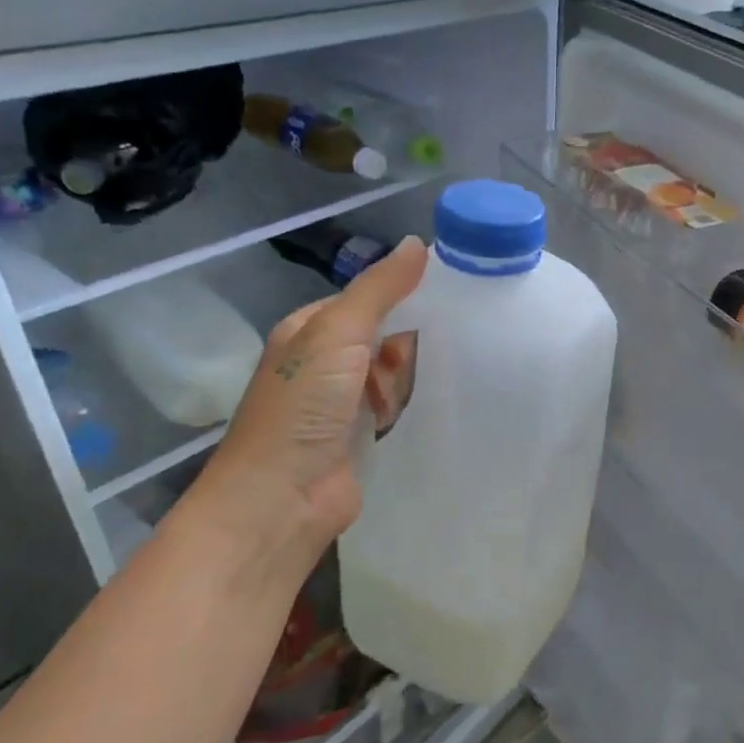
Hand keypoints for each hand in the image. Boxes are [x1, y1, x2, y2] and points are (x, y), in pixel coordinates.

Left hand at [181, 237, 426, 569]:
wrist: (281, 499)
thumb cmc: (304, 407)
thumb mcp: (339, 333)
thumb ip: (379, 289)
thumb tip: (418, 243)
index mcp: (309, 331)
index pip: (365, 299)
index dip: (403, 294)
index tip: (453, 292)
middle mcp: (322, 365)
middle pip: (381, 336)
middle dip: (412, 337)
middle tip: (462, 333)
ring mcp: (339, 406)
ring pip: (390, 374)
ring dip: (413, 373)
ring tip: (459, 366)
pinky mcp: (358, 440)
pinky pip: (394, 410)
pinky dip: (411, 405)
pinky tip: (441, 402)